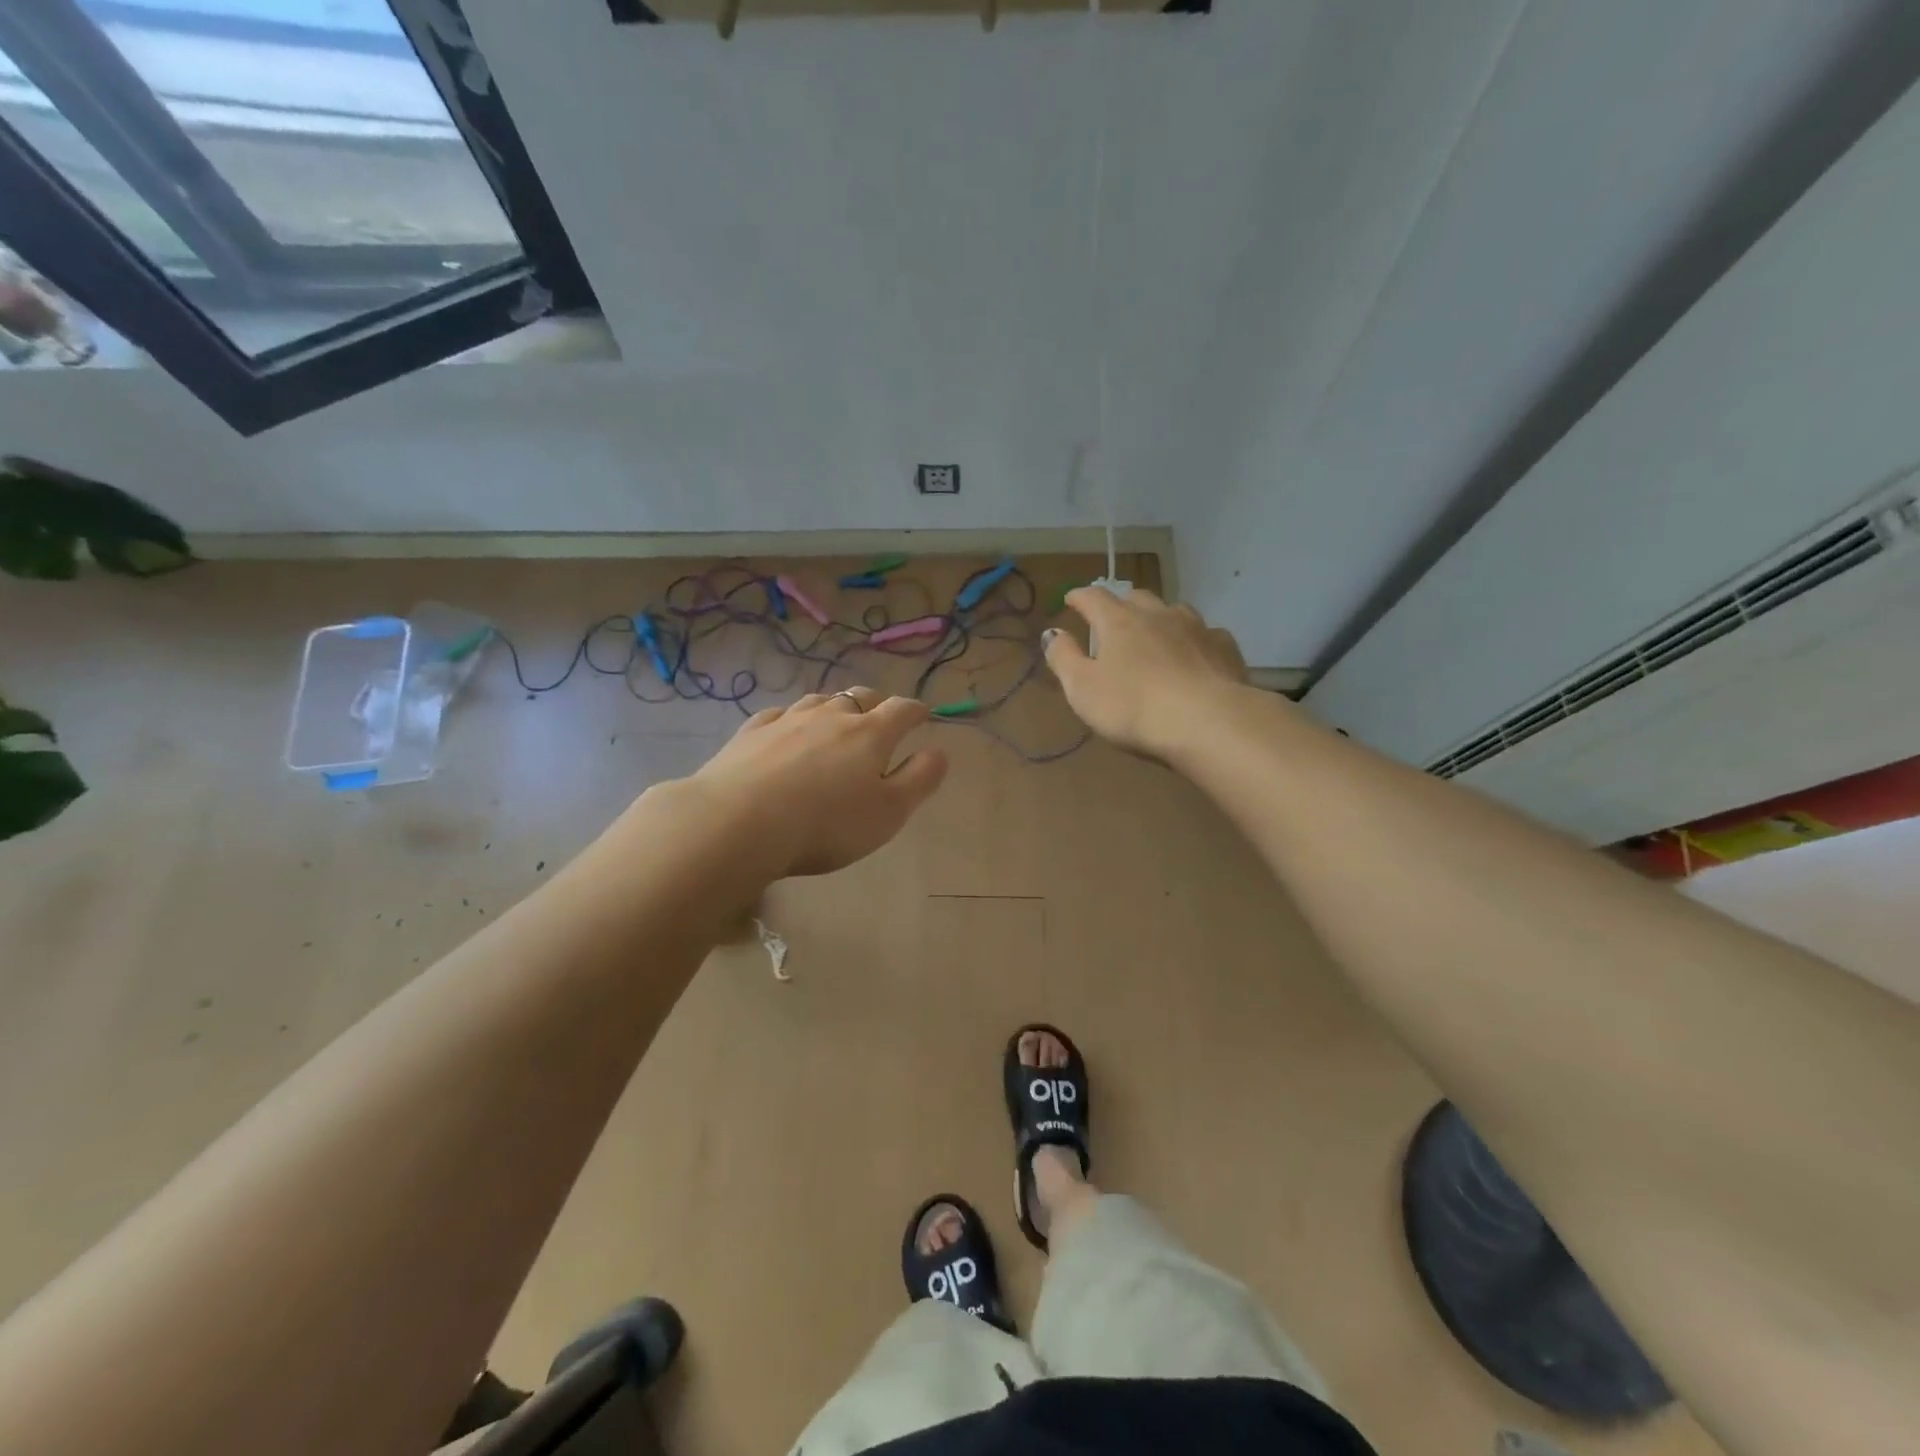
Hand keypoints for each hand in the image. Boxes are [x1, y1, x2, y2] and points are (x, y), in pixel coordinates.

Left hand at [687, 687, 948, 878]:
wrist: (738, 822)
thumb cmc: (826, 823)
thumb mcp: (889, 812)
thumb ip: (919, 780)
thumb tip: (939, 751)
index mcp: (870, 733)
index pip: (902, 710)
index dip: (916, 711)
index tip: (923, 716)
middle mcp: (831, 716)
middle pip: (861, 697)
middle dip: (877, 704)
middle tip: (882, 718)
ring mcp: (788, 719)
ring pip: (820, 701)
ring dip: (835, 707)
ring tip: (837, 721)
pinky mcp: (751, 732)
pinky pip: (780, 714)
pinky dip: (793, 719)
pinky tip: (787, 729)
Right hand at [1044, 588, 1249, 757]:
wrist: (1208, 722)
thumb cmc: (1133, 707)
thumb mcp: (1083, 689)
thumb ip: (1064, 658)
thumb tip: (1052, 633)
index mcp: (1119, 622)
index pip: (1094, 598)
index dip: (1080, 597)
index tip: (1071, 599)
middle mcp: (1158, 614)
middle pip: (1136, 597)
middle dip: (1121, 603)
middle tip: (1113, 617)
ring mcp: (1196, 628)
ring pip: (1174, 610)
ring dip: (1159, 617)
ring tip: (1155, 631)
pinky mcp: (1225, 648)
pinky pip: (1206, 633)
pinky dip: (1194, 638)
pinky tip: (1195, 653)